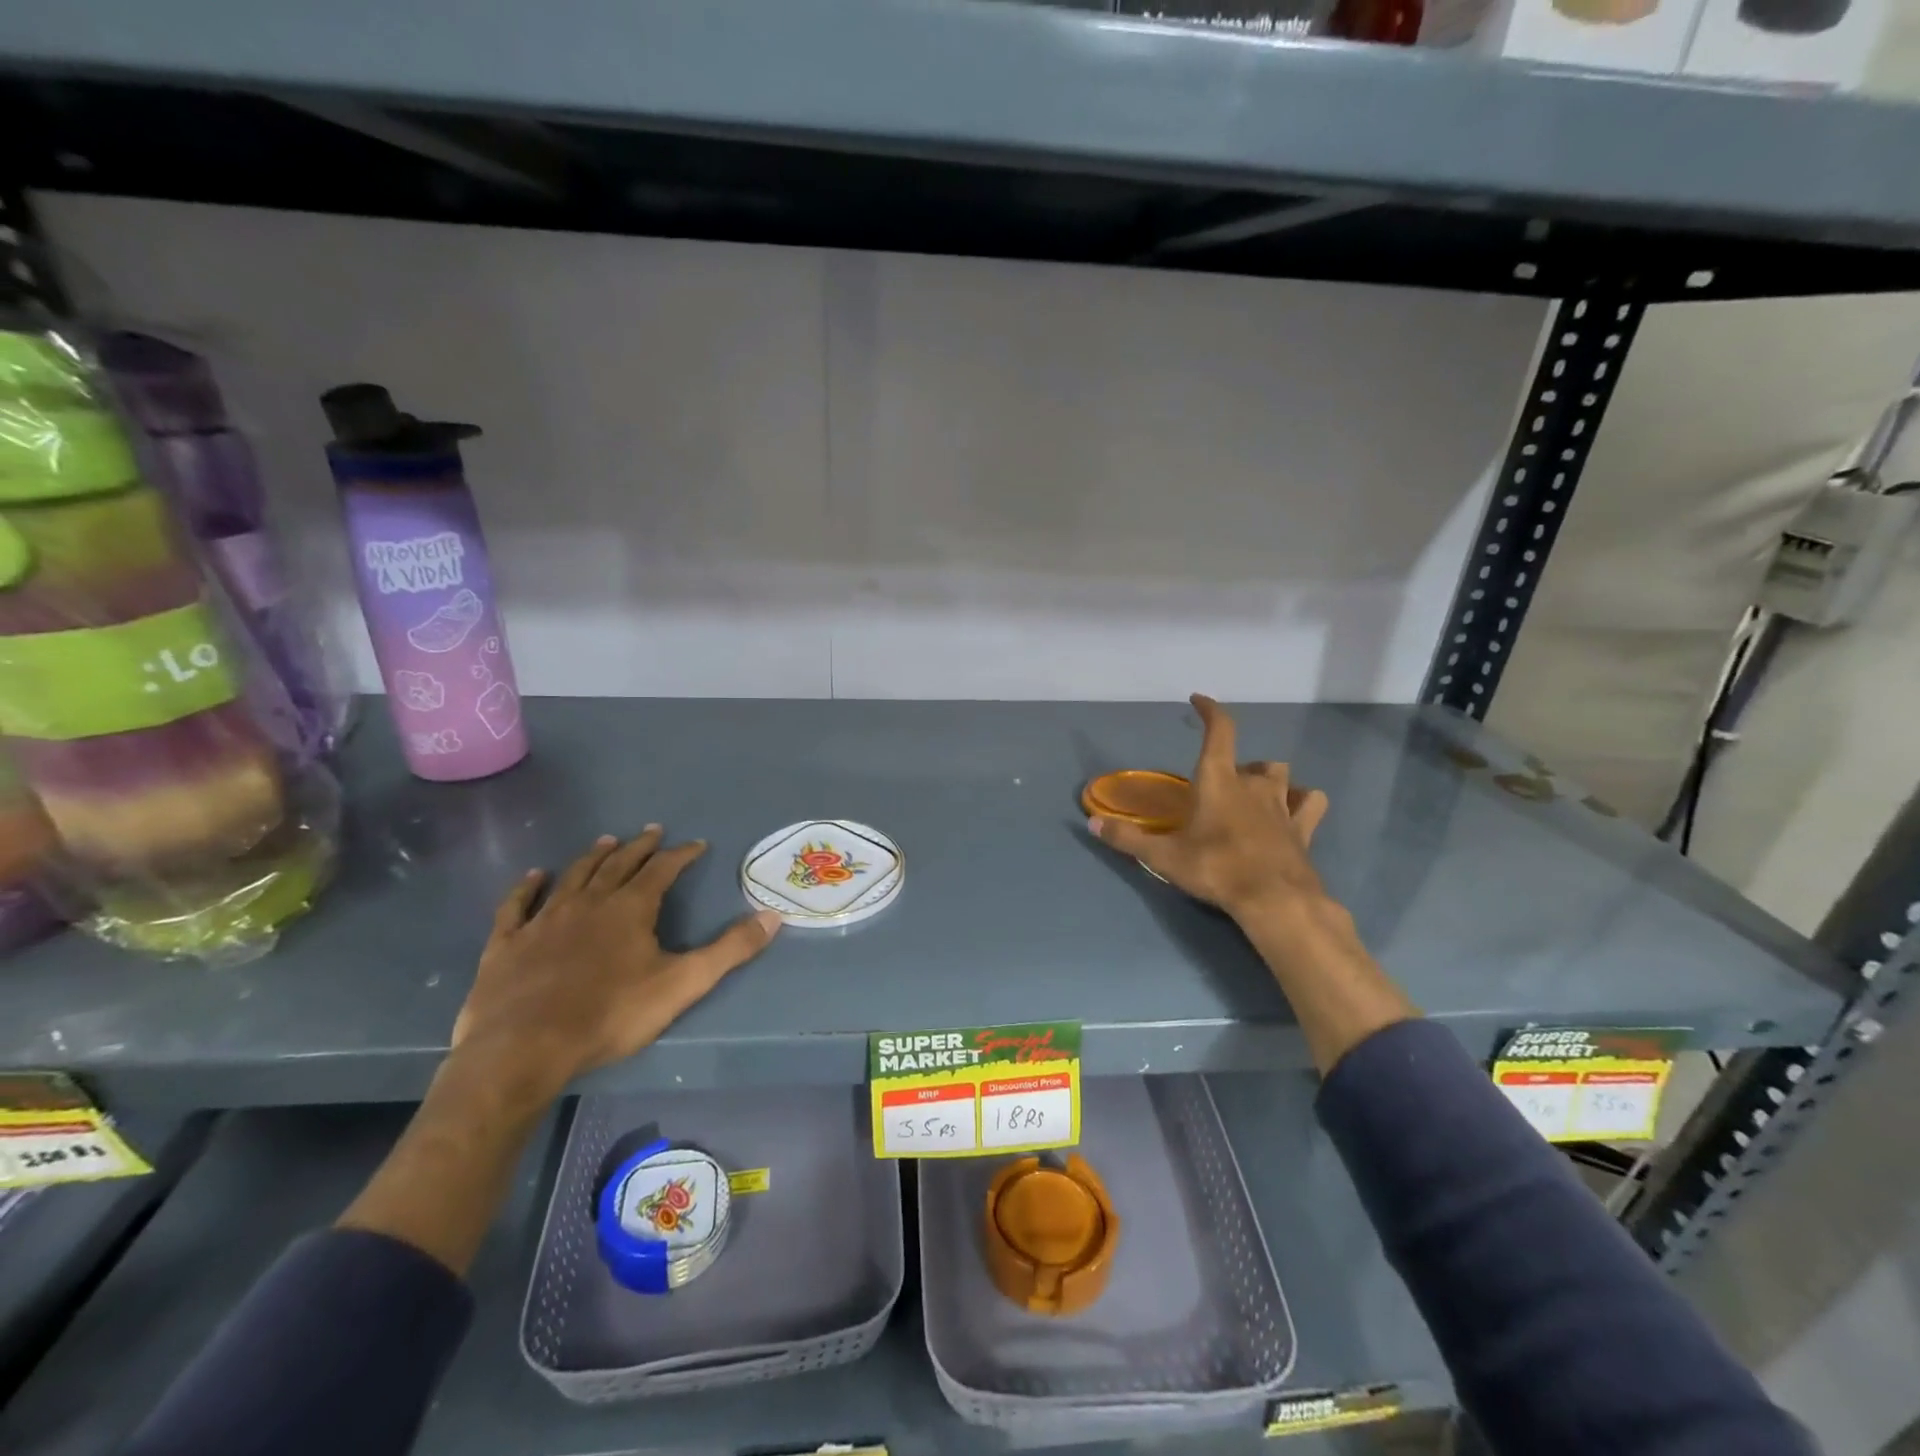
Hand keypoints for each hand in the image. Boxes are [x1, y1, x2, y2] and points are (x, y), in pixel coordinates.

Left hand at [451, 827, 781, 1099]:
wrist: (523, 1048)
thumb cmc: (610, 1015)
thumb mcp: (682, 984)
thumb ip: (729, 950)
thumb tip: (772, 917)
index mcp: (630, 909)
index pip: (662, 870)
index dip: (681, 855)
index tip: (696, 844)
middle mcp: (588, 903)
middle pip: (618, 865)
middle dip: (639, 847)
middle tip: (652, 831)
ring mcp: (544, 920)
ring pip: (574, 876)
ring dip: (593, 857)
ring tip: (607, 841)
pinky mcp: (507, 942)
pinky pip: (518, 904)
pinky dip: (528, 887)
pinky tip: (535, 876)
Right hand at [1088, 695, 1331, 924]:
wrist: (1274, 899)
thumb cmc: (1215, 868)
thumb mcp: (1163, 857)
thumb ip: (1127, 838)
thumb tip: (1091, 823)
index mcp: (1218, 780)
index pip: (1220, 730)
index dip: (1210, 710)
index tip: (1199, 700)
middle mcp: (1253, 784)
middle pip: (1252, 760)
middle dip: (1238, 767)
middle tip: (1221, 787)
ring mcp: (1282, 805)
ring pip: (1282, 775)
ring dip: (1268, 779)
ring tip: (1255, 795)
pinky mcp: (1303, 828)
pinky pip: (1310, 802)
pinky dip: (1302, 801)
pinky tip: (1294, 810)